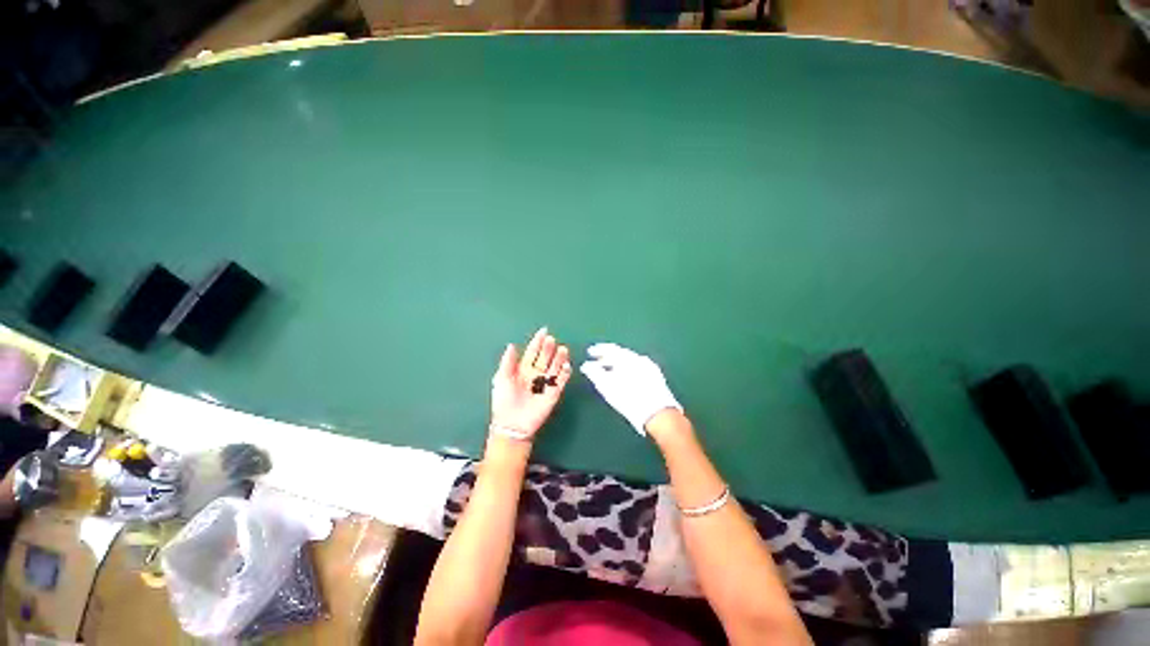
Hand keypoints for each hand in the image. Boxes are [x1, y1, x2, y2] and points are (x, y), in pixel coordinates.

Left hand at [490, 327, 571, 440]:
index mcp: (523, 369)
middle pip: (545, 357)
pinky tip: (566, 365)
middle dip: (548, 348)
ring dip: (559, 358)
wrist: (511, 424)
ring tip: (562, 349)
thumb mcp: (501, 379)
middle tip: (551, 340)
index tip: (544, 331)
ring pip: (555, 367)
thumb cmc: (503, 401)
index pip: (532, 352)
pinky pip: (561, 381)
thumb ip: (507, 362)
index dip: (537, 341)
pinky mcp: (553, 393)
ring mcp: (545, 383)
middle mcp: (535, 373)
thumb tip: (512, 344)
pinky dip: (565, 373)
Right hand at [579, 343, 681, 435]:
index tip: (590, 352)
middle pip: (621, 354)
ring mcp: (650, 367)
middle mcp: (640, 358)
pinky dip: (627, 370)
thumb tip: (586, 366)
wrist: (659, 415)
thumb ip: (595, 374)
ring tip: (608, 372)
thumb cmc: (630, 400)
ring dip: (617, 364)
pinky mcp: (656, 377)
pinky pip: (637, 368)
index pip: (610, 348)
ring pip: (629, 361)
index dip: (598, 349)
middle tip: (597, 363)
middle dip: (607, 358)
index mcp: (628, 358)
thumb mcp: (608, 387)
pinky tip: (623, 379)